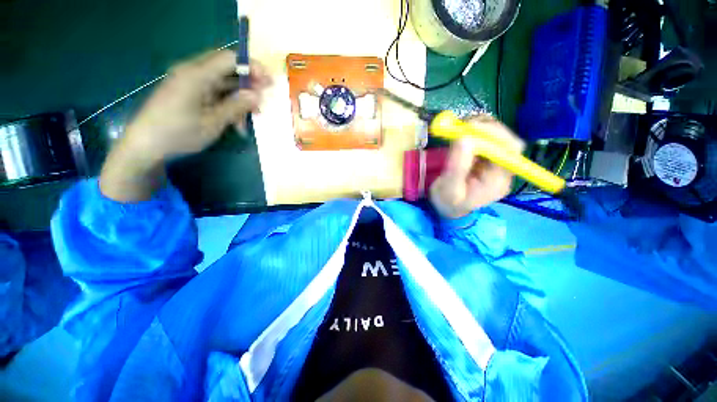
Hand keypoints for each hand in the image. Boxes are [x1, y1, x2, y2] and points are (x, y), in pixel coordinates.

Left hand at [100, 50, 270, 201]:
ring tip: (251, 117)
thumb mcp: (213, 122)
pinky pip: (214, 92)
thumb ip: (236, 106)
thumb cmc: (179, 133)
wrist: (146, 145)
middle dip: (248, 82)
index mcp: (196, 75)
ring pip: (223, 82)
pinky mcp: (188, 92)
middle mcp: (192, 72)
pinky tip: (235, 122)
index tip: (269, 82)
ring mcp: (189, 82)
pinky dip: (228, 104)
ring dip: (239, 97)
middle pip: (227, 68)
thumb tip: (257, 95)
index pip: (229, 59)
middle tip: (262, 100)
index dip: (252, 67)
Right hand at [429, 116, 524, 218]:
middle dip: (485, 128)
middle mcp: (502, 170)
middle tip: (462, 124)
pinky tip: (460, 134)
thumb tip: (464, 139)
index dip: (493, 135)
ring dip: (478, 128)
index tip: (470, 128)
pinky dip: (472, 132)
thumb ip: (457, 168)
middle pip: (505, 140)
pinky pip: (484, 140)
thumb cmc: (447, 204)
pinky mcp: (484, 159)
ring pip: (495, 137)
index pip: (508, 150)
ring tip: (458, 128)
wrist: (447, 209)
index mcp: (498, 180)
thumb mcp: (449, 190)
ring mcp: (493, 163)